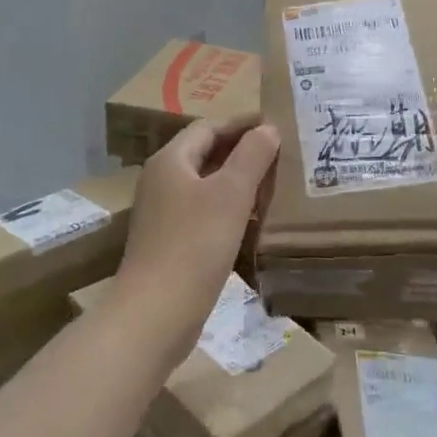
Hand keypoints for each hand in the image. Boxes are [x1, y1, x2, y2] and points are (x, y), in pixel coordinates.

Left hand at [114, 118, 281, 365]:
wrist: (155, 313)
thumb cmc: (195, 244)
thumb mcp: (230, 194)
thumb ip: (251, 156)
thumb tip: (267, 128)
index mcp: (170, 161)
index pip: (209, 127)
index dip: (242, 123)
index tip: (276, 123)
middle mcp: (161, 181)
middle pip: (205, 154)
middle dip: (242, 151)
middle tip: (280, 152)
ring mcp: (162, 213)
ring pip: (205, 185)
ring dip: (237, 181)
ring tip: (273, 183)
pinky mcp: (169, 242)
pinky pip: (203, 212)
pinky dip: (228, 208)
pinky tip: (252, 220)